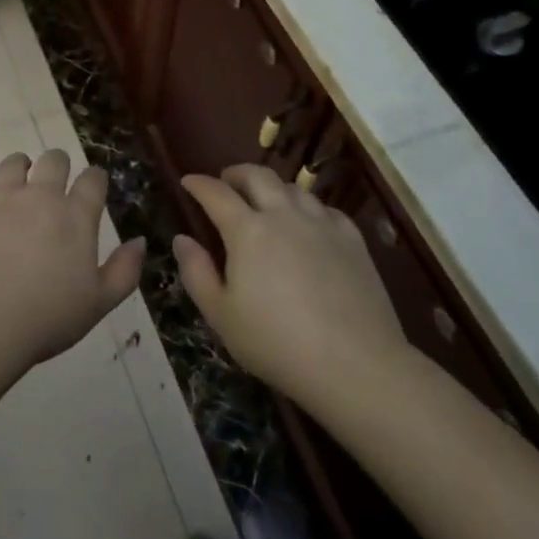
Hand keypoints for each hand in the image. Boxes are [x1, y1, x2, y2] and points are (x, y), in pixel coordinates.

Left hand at [0, 149, 145, 373]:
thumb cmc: (46, 319)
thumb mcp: (99, 303)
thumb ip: (124, 270)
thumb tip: (140, 241)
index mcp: (74, 216)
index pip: (92, 180)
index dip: (95, 178)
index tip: (94, 184)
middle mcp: (38, 197)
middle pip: (53, 160)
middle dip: (57, 164)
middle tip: (54, 179)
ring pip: (10, 164)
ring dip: (17, 166)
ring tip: (17, 178)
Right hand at [177, 165, 414, 408]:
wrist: (356, 365)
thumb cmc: (277, 343)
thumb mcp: (221, 316)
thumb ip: (197, 272)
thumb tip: (182, 238)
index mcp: (247, 230)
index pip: (216, 193)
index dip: (198, 184)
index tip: (188, 182)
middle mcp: (283, 215)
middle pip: (257, 175)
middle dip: (236, 173)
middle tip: (226, 183)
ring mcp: (322, 224)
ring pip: (293, 188)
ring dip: (272, 188)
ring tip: (266, 203)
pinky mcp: (352, 239)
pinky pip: (325, 208)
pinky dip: (307, 208)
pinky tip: (307, 225)